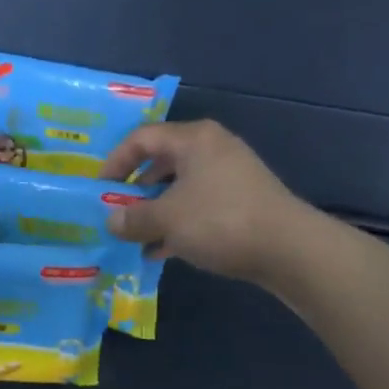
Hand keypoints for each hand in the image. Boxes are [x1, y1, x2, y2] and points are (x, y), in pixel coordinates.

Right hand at [98, 120, 306, 282]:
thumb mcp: (167, 219)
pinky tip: (160, 250)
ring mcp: (230, 175)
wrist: (289, 249)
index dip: (115, 161)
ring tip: (134, 237)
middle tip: (115, 211)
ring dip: (154, 211)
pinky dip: (177, 223)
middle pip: (161, 162)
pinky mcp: (241, 202)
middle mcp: (212, 149)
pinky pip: (197, 206)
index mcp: (193, 139)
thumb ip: (133, 218)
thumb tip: (111, 220)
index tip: (99, 189)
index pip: (142, 138)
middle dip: (135, 189)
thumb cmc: (220, 221)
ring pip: (179, 187)